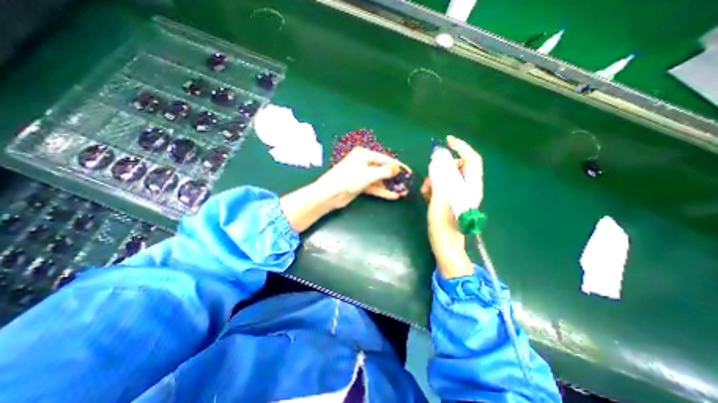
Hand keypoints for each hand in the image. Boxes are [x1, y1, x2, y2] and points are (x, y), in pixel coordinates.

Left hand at [283, 147, 412, 231]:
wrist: (330, 194)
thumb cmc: (349, 179)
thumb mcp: (369, 174)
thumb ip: (384, 171)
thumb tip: (396, 169)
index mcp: (364, 155)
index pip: (385, 158)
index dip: (397, 165)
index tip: (408, 171)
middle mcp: (363, 162)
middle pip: (382, 168)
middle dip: (394, 176)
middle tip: (406, 182)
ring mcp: (361, 174)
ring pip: (379, 179)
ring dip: (390, 185)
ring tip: (403, 191)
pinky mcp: (360, 185)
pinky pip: (374, 187)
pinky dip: (382, 191)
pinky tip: (393, 196)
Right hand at [422, 135, 481, 276]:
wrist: (445, 244)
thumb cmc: (443, 225)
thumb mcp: (440, 201)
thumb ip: (440, 180)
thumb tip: (437, 160)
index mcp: (470, 187)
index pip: (471, 160)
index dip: (461, 147)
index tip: (447, 141)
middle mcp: (468, 188)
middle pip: (458, 166)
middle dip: (442, 167)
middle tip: (430, 177)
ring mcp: (459, 194)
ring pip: (448, 176)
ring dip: (435, 178)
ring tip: (425, 190)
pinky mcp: (451, 198)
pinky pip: (443, 185)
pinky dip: (433, 186)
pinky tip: (426, 195)